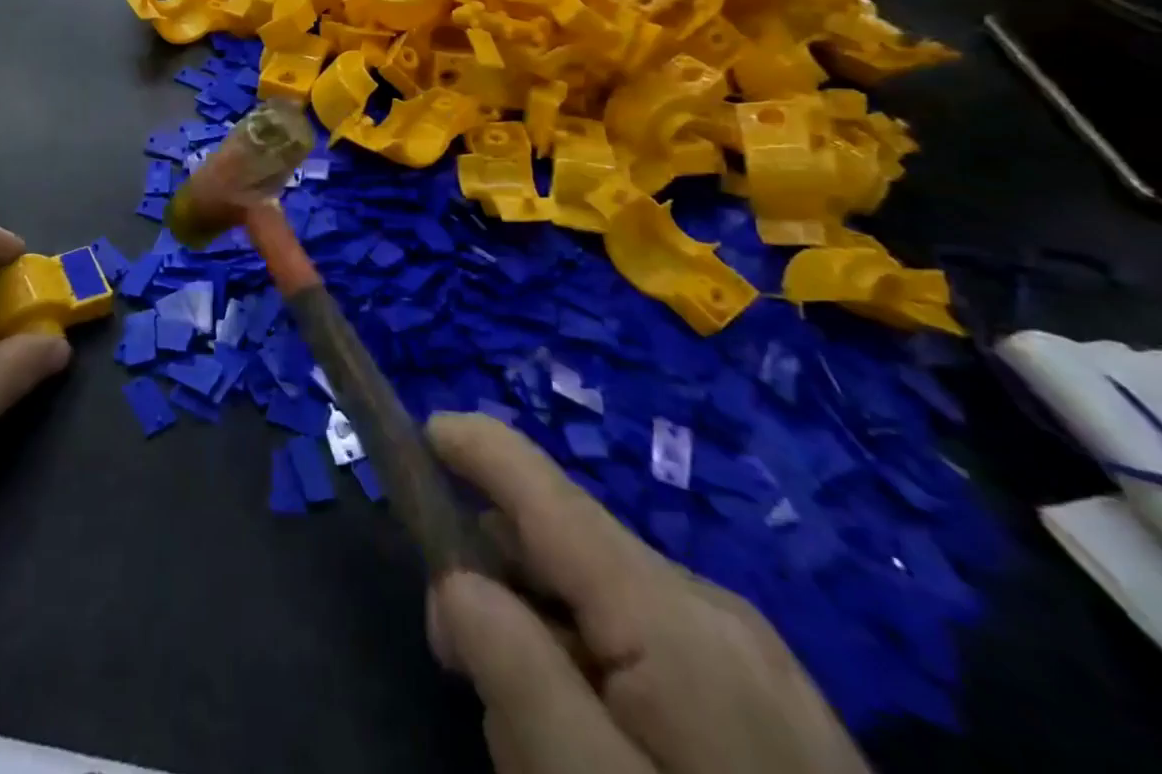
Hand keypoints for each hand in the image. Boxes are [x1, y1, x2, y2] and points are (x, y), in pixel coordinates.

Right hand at [425, 414, 868, 773]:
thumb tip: (454, 581)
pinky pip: (639, 646)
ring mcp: (741, 654)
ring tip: (543, 747)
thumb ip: (520, 680)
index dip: (478, 447)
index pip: (550, 493)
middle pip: (563, 549)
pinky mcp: (754, 697)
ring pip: (595, 601)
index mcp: (671, 616)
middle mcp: (707, 609)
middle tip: (461, 671)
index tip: (419, 432)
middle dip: (497, 584)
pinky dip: (590, 673)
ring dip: (543, 643)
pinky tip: (598, 753)